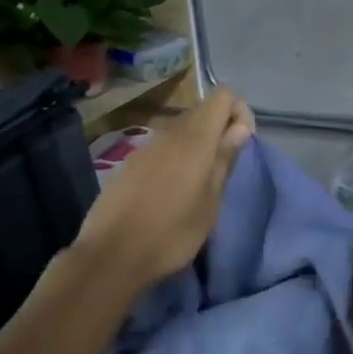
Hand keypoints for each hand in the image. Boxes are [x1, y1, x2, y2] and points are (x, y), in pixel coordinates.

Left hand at [73, 87, 254, 291]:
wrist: (110, 257)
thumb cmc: (172, 234)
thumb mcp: (210, 202)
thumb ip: (224, 159)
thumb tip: (239, 128)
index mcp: (195, 139)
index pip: (223, 95)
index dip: (239, 112)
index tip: (241, 144)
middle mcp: (169, 133)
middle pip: (202, 110)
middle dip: (220, 127)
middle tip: (224, 166)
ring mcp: (146, 147)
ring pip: (181, 129)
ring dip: (198, 144)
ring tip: (200, 182)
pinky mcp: (130, 163)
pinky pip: (162, 147)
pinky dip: (176, 157)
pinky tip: (171, 191)